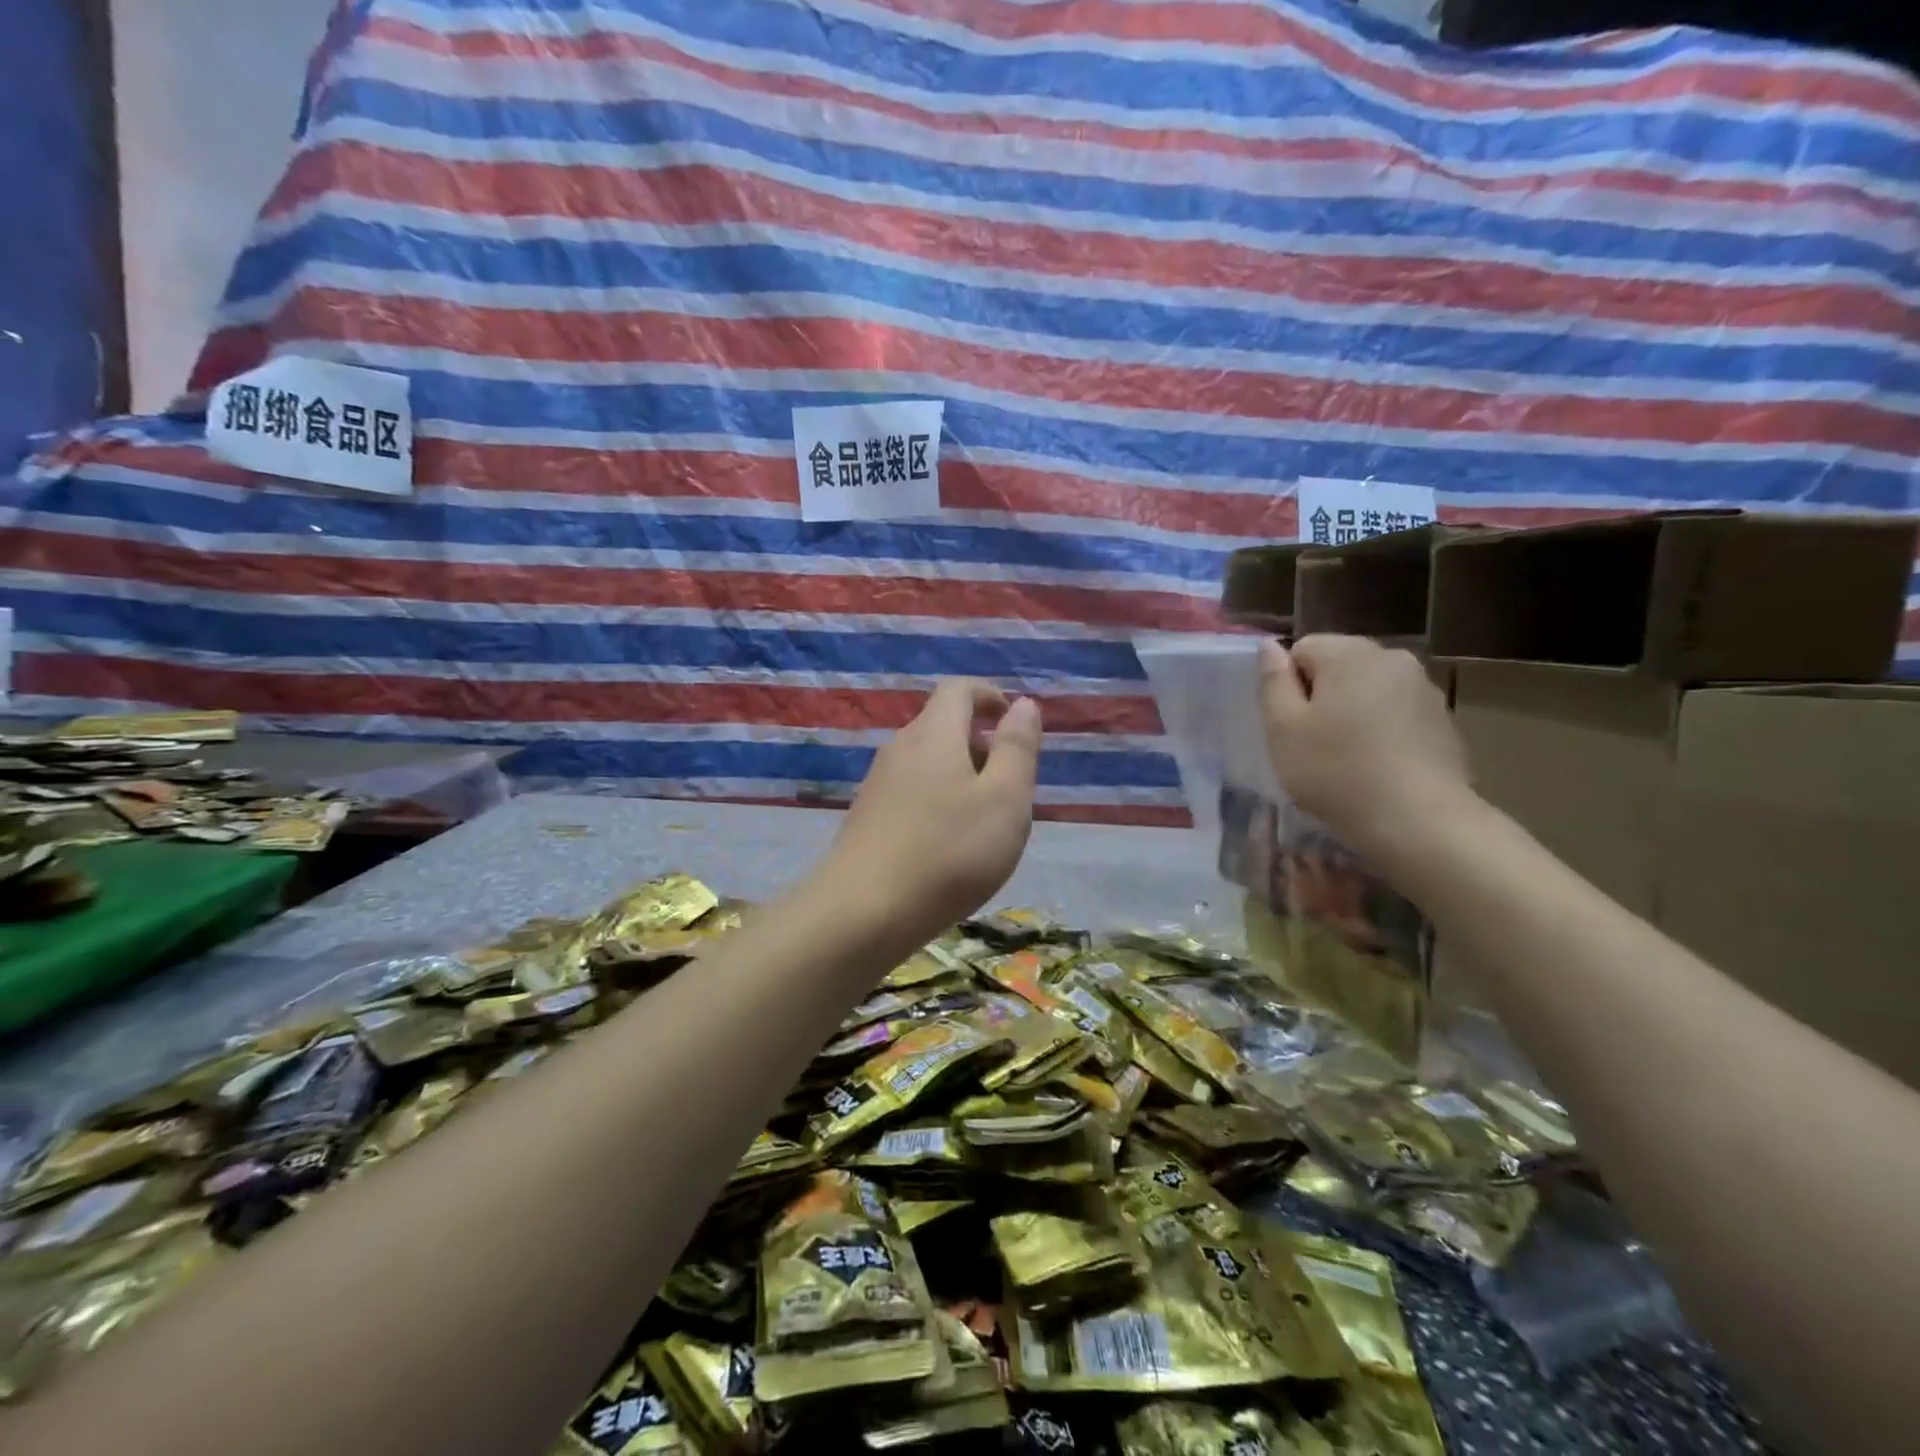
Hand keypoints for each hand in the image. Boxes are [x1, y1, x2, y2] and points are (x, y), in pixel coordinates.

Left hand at [821, 679, 1042, 945]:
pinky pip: (910, 789)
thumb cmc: (949, 852)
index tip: (1012, 722)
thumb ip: (1017, 748)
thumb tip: (1023, 705)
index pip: (959, 688)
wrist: (864, 911)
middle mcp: (900, 748)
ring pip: (926, 760)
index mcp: (934, 733)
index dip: (990, 695)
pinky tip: (947, 842)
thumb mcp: (1005, 799)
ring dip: (959, 773)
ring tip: (983, 819)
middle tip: (1008, 784)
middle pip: (941, 724)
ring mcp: (877, 782)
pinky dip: (936, 798)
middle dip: (979, 741)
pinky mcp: (867, 816)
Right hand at [1258, 635, 1471, 862]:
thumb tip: (1269, 646)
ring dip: (1353, 713)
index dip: (1288, 686)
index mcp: (1349, 653)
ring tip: (1347, 759)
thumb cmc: (1336, 771)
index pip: (1303, 649)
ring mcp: (1424, 689)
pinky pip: (1397, 715)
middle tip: (1313, 744)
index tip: (1291, 725)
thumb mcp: (1283, 728)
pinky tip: (1379, 768)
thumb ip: (1273, 681)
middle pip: (1339, 666)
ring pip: (1369, 691)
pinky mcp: (1443, 721)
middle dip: (1322, 696)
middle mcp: (1392, 658)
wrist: (1418, 821)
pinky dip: (1383, 732)